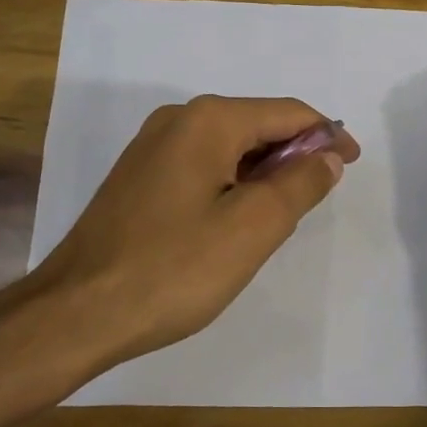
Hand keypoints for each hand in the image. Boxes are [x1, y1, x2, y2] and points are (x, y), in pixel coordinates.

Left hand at [0, 96, 360, 386]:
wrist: (75, 313)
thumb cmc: (173, 269)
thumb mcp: (253, 227)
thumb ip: (299, 183)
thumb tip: (326, 156)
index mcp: (209, 120)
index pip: (287, 113)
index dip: (327, 135)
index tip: (351, 165)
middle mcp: (178, 120)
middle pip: (257, 125)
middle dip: (294, 154)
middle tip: (317, 197)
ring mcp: (151, 147)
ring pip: (229, 148)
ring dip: (263, 172)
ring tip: (281, 215)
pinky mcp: (138, 177)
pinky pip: (202, 166)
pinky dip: (232, 183)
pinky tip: (235, 221)